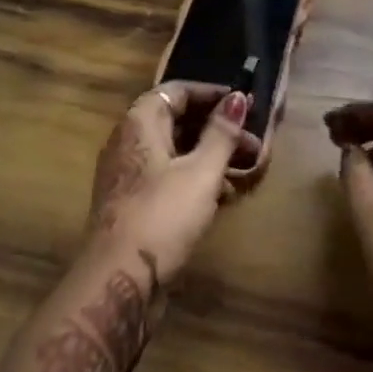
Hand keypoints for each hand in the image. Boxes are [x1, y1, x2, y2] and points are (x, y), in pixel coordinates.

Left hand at [85, 82, 259, 283]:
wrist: (118, 280)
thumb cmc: (163, 215)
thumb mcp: (201, 171)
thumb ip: (221, 133)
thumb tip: (238, 97)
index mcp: (140, 122)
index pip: (177, 91)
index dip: (212, 94)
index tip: (245, 104)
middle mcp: (128, 141)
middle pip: (177, 121)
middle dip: (217, 129)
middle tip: (254, 141)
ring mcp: (128, 174)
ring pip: (175, 152)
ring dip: (210, 156)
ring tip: (247, 169)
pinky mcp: (132, 203)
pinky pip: (168, 177)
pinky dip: (195, 178)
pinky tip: (224, 195)